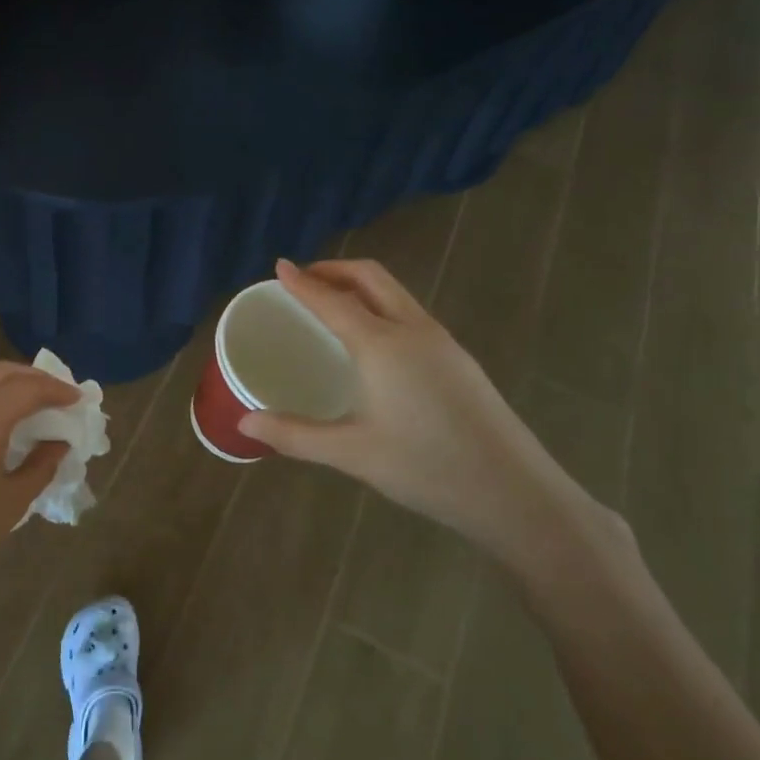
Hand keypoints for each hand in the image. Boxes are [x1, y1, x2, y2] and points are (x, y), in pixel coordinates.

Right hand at [237, 258, 588, 556]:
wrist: (515, 493)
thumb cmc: (427, 468)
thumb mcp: (351, 454)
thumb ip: (294, 435)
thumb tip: (244, 422)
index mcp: (382, 345)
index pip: (332, 299)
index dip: (303, 282)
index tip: (279, 266)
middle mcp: (413, 330)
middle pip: (371, 278)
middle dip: (334, 269)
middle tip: (304, 280)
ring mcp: (443, 342)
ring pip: (395, 293)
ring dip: (360, 285)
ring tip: (332, 303)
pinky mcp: (459, 359)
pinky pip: (410, 313)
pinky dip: (380, 305)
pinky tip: (373, 339)